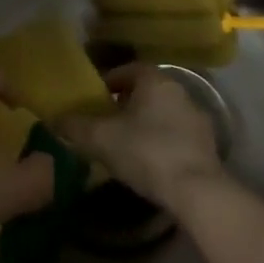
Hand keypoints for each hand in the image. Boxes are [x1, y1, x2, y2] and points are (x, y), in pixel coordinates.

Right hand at [57, 64, 226, 207]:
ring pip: (164, 114)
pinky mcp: (210, 148)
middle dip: (127, 104)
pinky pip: (178, 137)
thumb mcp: (99, 138)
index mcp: (155, 81)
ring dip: (147, 124)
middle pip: (148, 92)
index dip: (110, 81)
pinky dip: (163, 143)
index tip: (96, 98)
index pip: (129, 69)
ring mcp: (199, 120)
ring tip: (126, 145)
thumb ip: (74, 126)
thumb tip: (53, 120)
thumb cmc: (145, 151)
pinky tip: (149, 163)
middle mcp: (180, 92)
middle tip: (107, 121)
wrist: (197, 193)